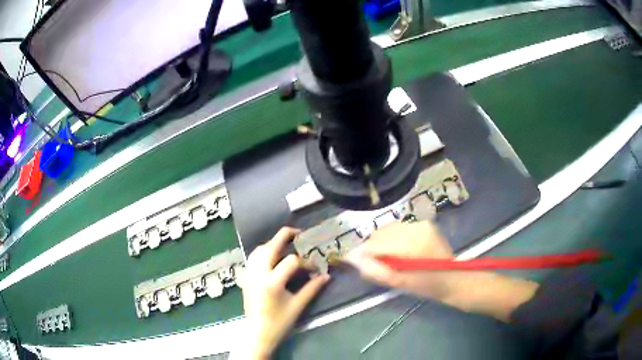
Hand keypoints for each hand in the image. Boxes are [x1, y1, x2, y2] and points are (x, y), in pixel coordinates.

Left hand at [242, 227, 330, 358]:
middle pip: (270, 246)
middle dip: (285, 236)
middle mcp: (258, 274)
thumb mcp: (297, 306)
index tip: (315, 270)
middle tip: (298, 234)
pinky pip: (253, 257)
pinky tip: (273, 258)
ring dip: (272, 243)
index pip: (291, 261)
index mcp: (271, 282)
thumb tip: (326, 276)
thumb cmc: (279, 323)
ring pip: (259, 250)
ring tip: (286, 245)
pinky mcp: (246, 278)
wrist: (257, 334)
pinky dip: (263, 252)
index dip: (306, 262)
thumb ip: (312, 289)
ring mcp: (249, 275)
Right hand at [345, 221, 537, 321]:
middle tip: (374, 263)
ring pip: (388, 229)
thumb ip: (374, 270)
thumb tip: (352, 258)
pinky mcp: (424, 224)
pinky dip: (393, 238)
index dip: (362, 252)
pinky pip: (398, 228)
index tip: (354, 262)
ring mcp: (421, 224)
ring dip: (382, 242)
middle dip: (372, 247)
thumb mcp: (399, 283)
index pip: (375, 243)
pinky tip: (398, 250)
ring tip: (387, 258)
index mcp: (411, 245)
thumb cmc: (428, 285)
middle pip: (380, 233)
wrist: (454, 278)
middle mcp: (415, 228)